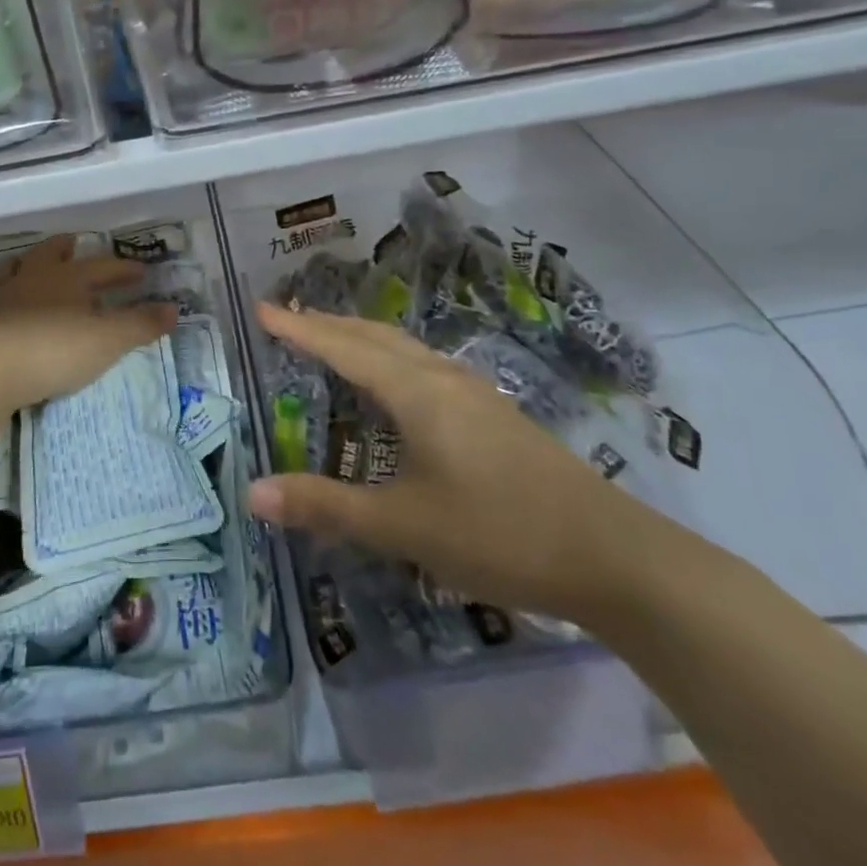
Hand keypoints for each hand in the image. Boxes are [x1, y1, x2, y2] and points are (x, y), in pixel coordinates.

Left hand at [0, 235, 177, 410]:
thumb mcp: (108, 340)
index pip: (101, 267)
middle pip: (48, 255)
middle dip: (63, 248)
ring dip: (19, 267)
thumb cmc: (55, 350)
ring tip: (24, 266)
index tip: (140, 272)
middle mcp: (30, 281)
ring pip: (8, 273)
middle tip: (72, 243)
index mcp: (67, 279)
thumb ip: (140, 324)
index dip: (122, 269)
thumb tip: (174, 309)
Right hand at [246, 303, 679, 625]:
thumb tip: (253, 492)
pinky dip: (389, 359)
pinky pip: (423, 367)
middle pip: (374, 336)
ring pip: (403, 348)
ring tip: (330, 340)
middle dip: (327, 324)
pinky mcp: (493, 413)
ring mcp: (474, 393)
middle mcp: (442, 378)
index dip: (300, 329)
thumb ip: (327, 506)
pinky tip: (394, 384)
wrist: (613, 556)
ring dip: (360, 338)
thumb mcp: (404, 526)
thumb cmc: (499, 532)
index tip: (262, 309)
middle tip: (286, 319)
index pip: (343, 348)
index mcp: (416, 392)